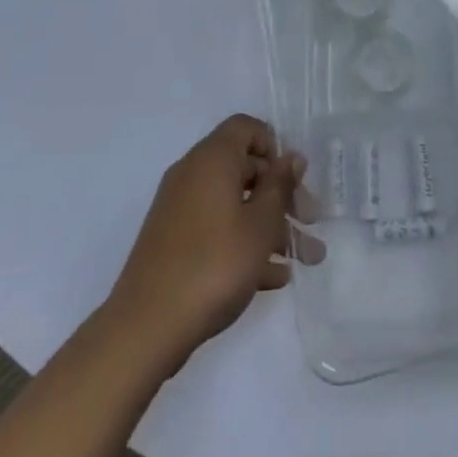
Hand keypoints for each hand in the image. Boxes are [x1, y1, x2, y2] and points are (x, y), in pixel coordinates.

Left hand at [108, 115, 315, 372]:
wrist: (146, 328)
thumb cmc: (214, 264)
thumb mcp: (260, 225)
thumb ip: (280, 186)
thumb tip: (291, 157)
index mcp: (212, 159)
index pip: (246, 128)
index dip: (274, 147)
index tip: (293, 180)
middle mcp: (193, 175)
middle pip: (246, 170)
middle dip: (282, 196)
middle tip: (311, 223)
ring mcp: (180, 211)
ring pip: (235, 205)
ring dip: (271, 227)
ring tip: (305, 260)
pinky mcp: (174, 244)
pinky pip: (217, 230)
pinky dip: (244, 245)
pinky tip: (274, 278)